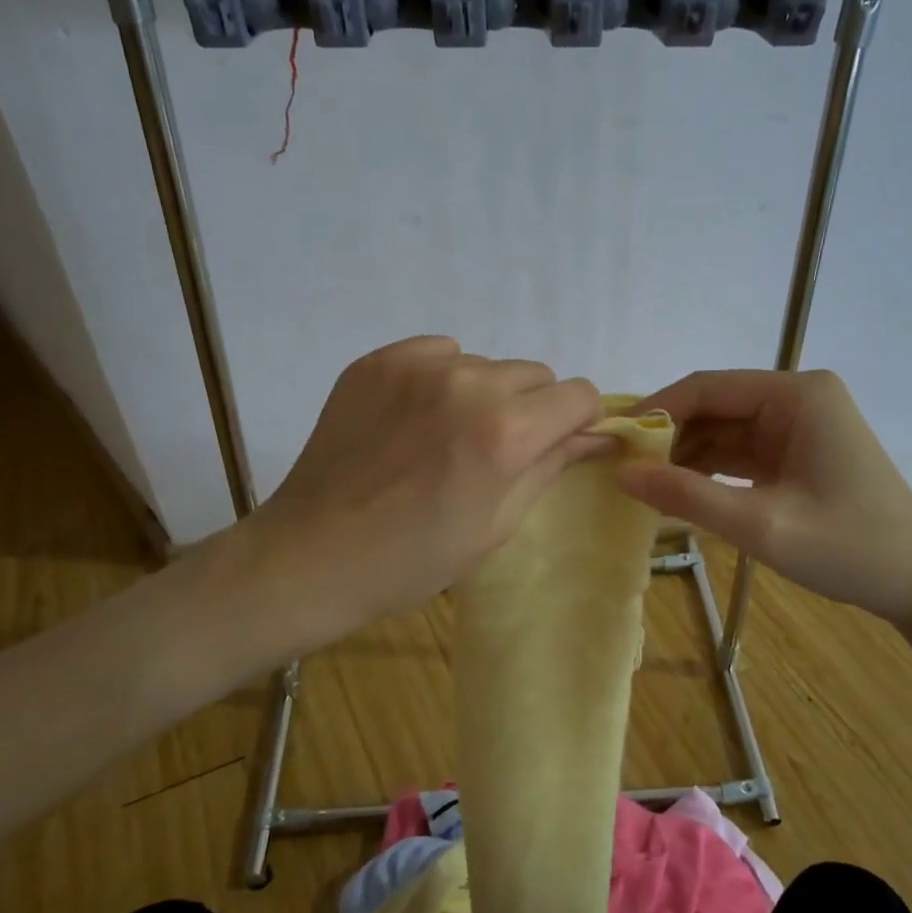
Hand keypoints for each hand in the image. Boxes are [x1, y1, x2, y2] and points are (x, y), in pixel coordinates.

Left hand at [245, 337, 604, 640]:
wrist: (312, 555)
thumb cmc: (415, 558)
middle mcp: (467, 383)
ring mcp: (418, 366)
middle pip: (535, 374)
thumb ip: (552, 465)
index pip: (578, 394)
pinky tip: (415, 419)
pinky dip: (442, 379)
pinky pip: (439, 353)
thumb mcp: (498, 523)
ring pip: (486, 364)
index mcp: (505, 431)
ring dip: (483, 394)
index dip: (577, 421)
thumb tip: (599, 436)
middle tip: (496, 450)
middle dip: (531, 408)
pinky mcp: (378, 360)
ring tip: (446, 437)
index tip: (557, 444)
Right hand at [615, 369, 911, 626]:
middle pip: (714, 406)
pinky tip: (678, 493)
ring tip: (643, 485)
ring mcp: (798, 425)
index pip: (707, 387)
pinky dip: (710, 471)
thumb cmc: (849, 547)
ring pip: (723, 430)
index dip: (657, 410)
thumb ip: (687, 495)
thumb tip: (621, 473)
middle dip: (669, 437)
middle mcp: (796, 398)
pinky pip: (740, 452)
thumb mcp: (760, 525)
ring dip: (686, 456)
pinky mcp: (797, 453)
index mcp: (796, 395)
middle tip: (624, 470)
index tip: (614, 440)